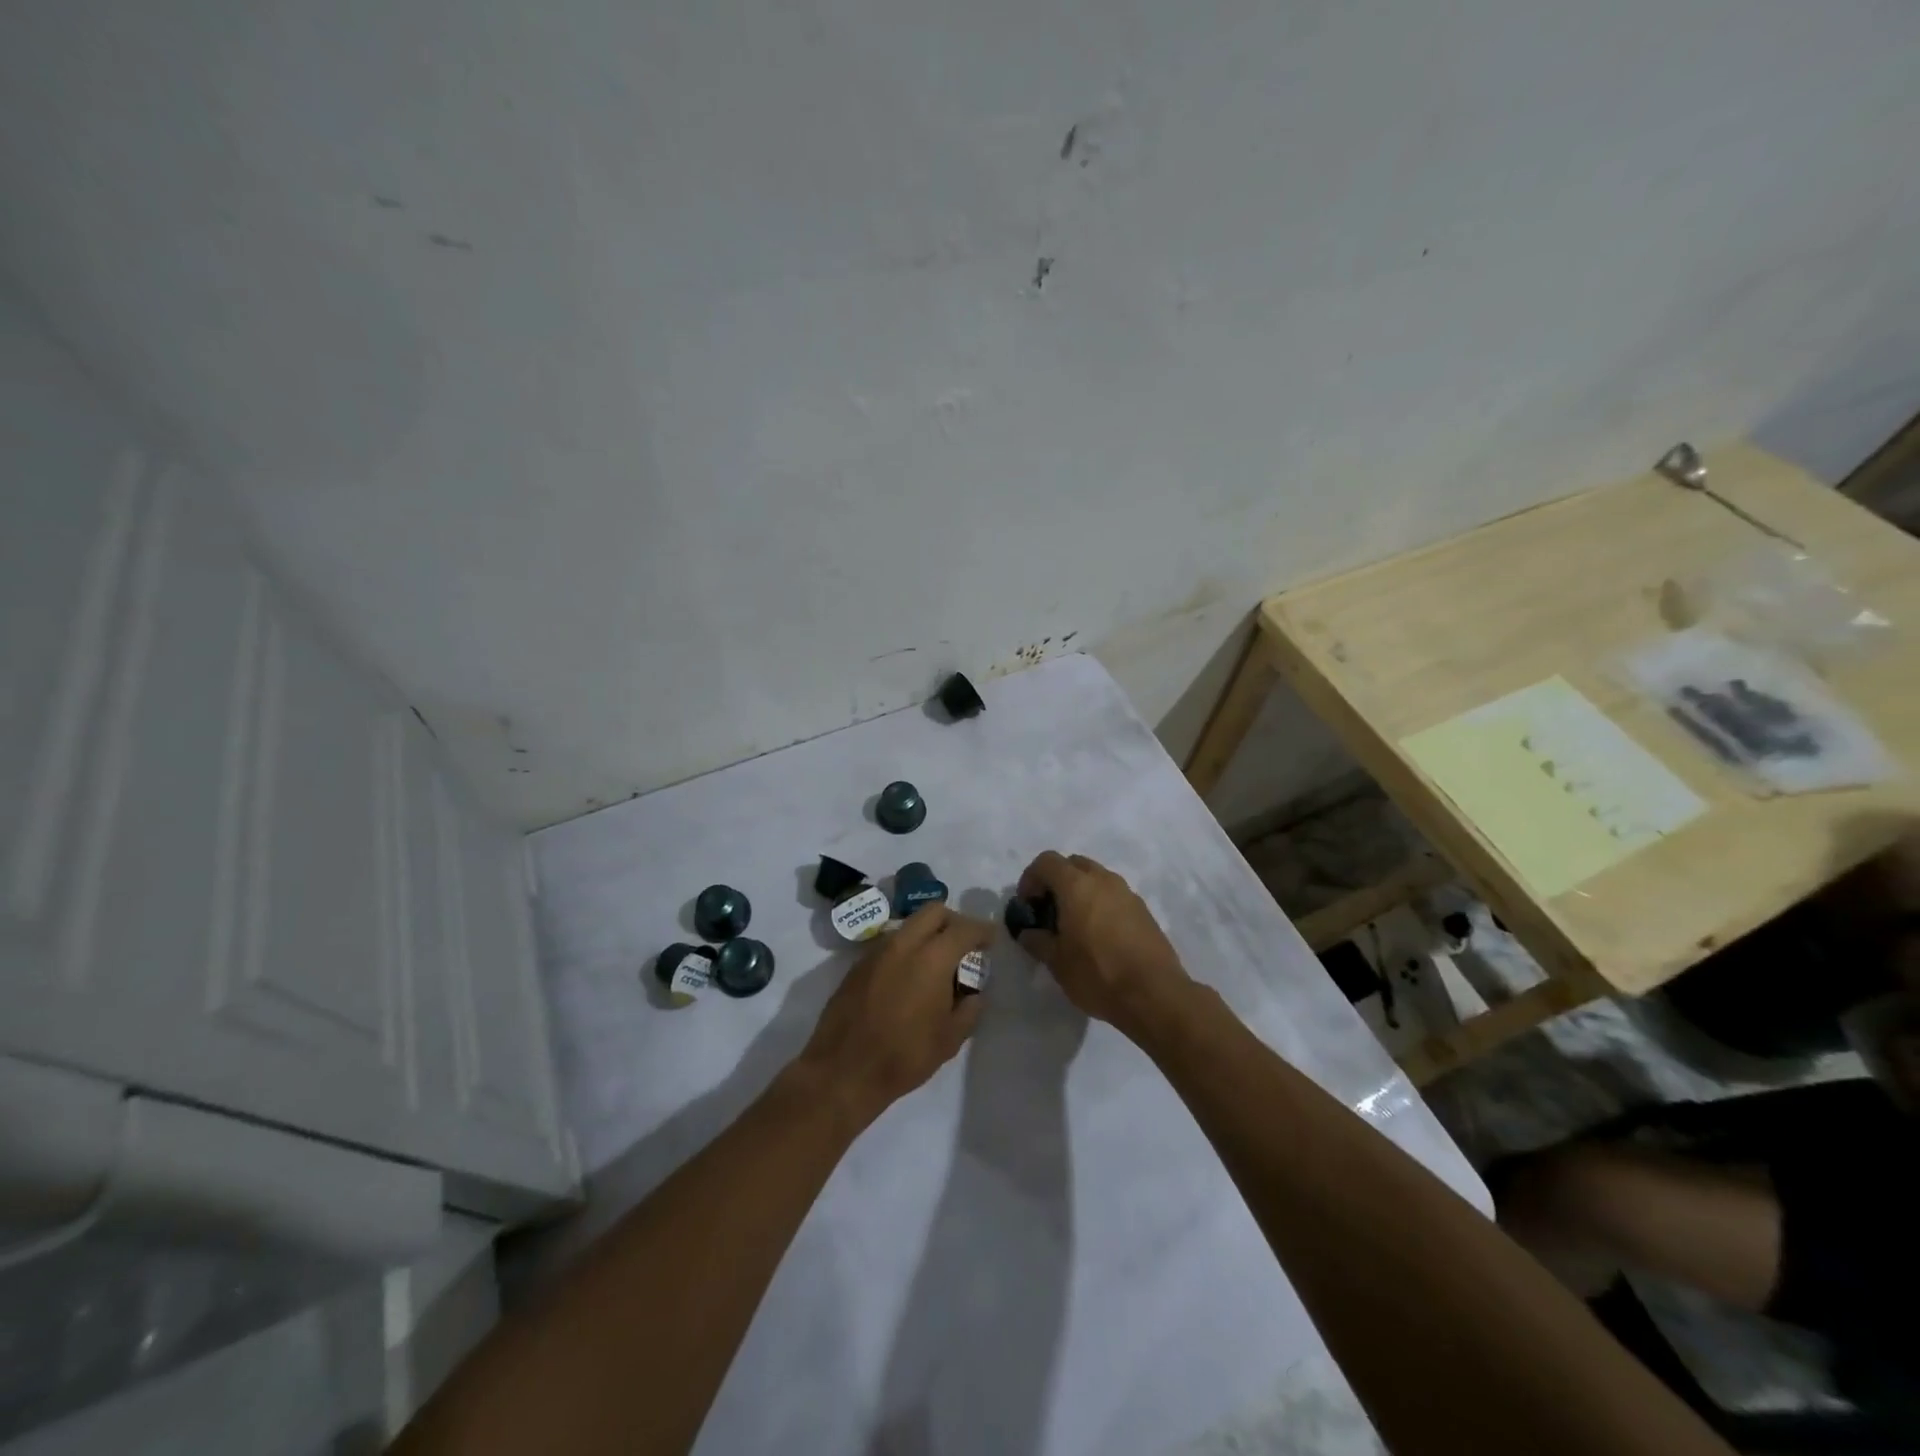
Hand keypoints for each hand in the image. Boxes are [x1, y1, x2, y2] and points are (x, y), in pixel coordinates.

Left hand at [793, 904, 989, 1126]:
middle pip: (934, 912)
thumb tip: (974, 991)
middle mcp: (904, 944)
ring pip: (909, 925)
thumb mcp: (950, 1039)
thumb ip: (970, 1008)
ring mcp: (877, 951)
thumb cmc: (904, 1056)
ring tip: (937, 963)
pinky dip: (907, 948)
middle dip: (954, 921)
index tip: (991, 939)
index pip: (964, 928)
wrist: (844, 1070)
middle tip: (964, 944)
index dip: (982, 930)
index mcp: (932, 958)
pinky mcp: (859, 964)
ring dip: (928, 933)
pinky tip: (909, 977)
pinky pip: (890, 943)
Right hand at [1013, 851, 1191, 1042]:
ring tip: (1074, 925)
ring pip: (1096, 878)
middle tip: (1049, 911)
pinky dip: (1100, 904)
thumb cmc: (1098, 974)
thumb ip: (1037, 941)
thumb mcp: (1057, 962)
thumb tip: (1028, 932)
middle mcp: (1103, 880)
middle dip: (1056, 881)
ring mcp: (1127, 893)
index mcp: (1077, 885)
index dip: (1030, 879)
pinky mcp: (1143, 910)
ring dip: (1080, 892)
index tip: (1027, 905)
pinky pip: (1114, 896)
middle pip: (1073, 864)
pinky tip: (1099, 936)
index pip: (1046, 862)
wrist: (1155, 994)